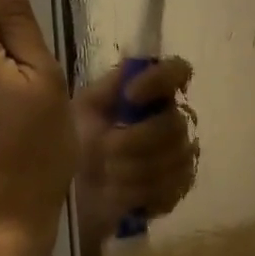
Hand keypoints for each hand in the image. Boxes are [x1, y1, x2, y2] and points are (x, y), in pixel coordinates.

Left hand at [72, 59, 196, 247]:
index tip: (130, 95)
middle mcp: (172, 120)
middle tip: (105, 151)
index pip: (178, 71)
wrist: (73, 193)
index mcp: (151, 95)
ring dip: (130, 169)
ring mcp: (180, 156)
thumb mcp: (85, 109)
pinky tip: (119, 192)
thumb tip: (134, 62)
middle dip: (134, 140)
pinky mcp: (178, 188)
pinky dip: (137, 191)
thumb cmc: (78, 143)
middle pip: (173, 123)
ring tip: (106, 174)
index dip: (159, 80)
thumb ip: (110, 86)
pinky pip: (169, 187)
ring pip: (171, 158)